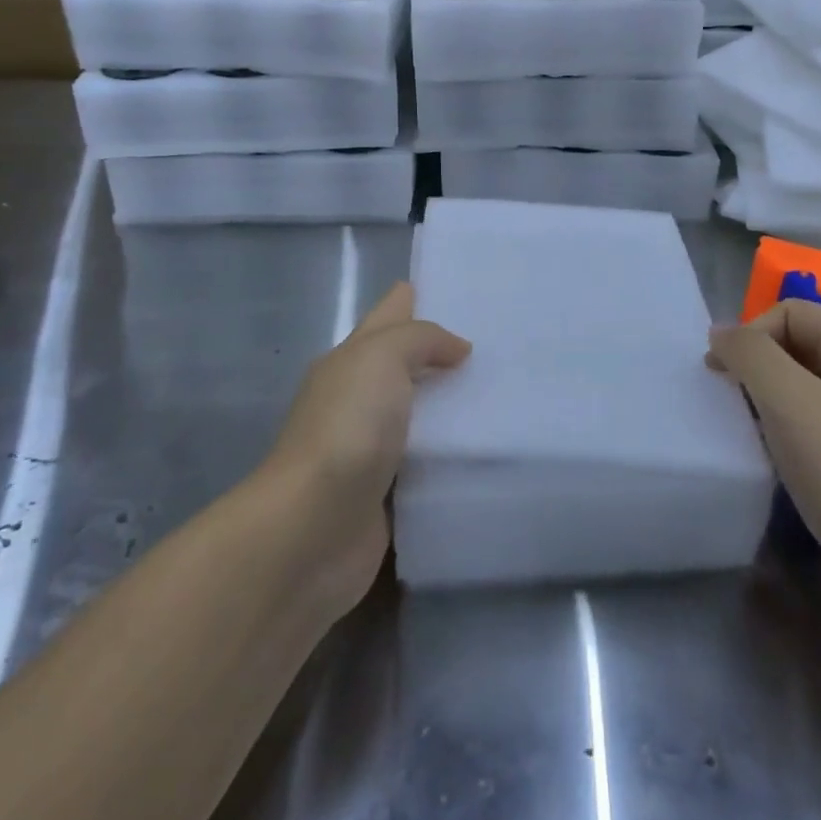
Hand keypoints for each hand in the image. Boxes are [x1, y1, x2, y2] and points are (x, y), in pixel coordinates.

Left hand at [264, 282, 470, 612]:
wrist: (313, 528)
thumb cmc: (347, 428)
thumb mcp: (382, 357)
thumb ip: (422, 339)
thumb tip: (457, 349)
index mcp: (351, 360)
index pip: (389, 315)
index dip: (418, 298)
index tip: (465, 290)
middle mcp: (359, 398)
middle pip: (406, 364)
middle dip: (446, 353)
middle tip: (501, 345)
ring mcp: (371, 448)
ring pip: (421, 413)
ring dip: (454, 406)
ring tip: (507, 394)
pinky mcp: (388, 492)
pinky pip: (428, 461)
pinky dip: (452, 453)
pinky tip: (489, 448)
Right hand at [708, 300, 820, 614]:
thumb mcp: (784, 397)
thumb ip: (747, 351)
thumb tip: (720, 332)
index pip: (788, 311)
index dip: (749, 334)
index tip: (722, 374)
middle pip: (795, 342)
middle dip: (756, 363)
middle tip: (730, 397)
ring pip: (801, 382)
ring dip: (767, 395)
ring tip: (747, 423)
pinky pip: (813, 416)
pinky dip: (785, 424)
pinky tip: (772, 451)